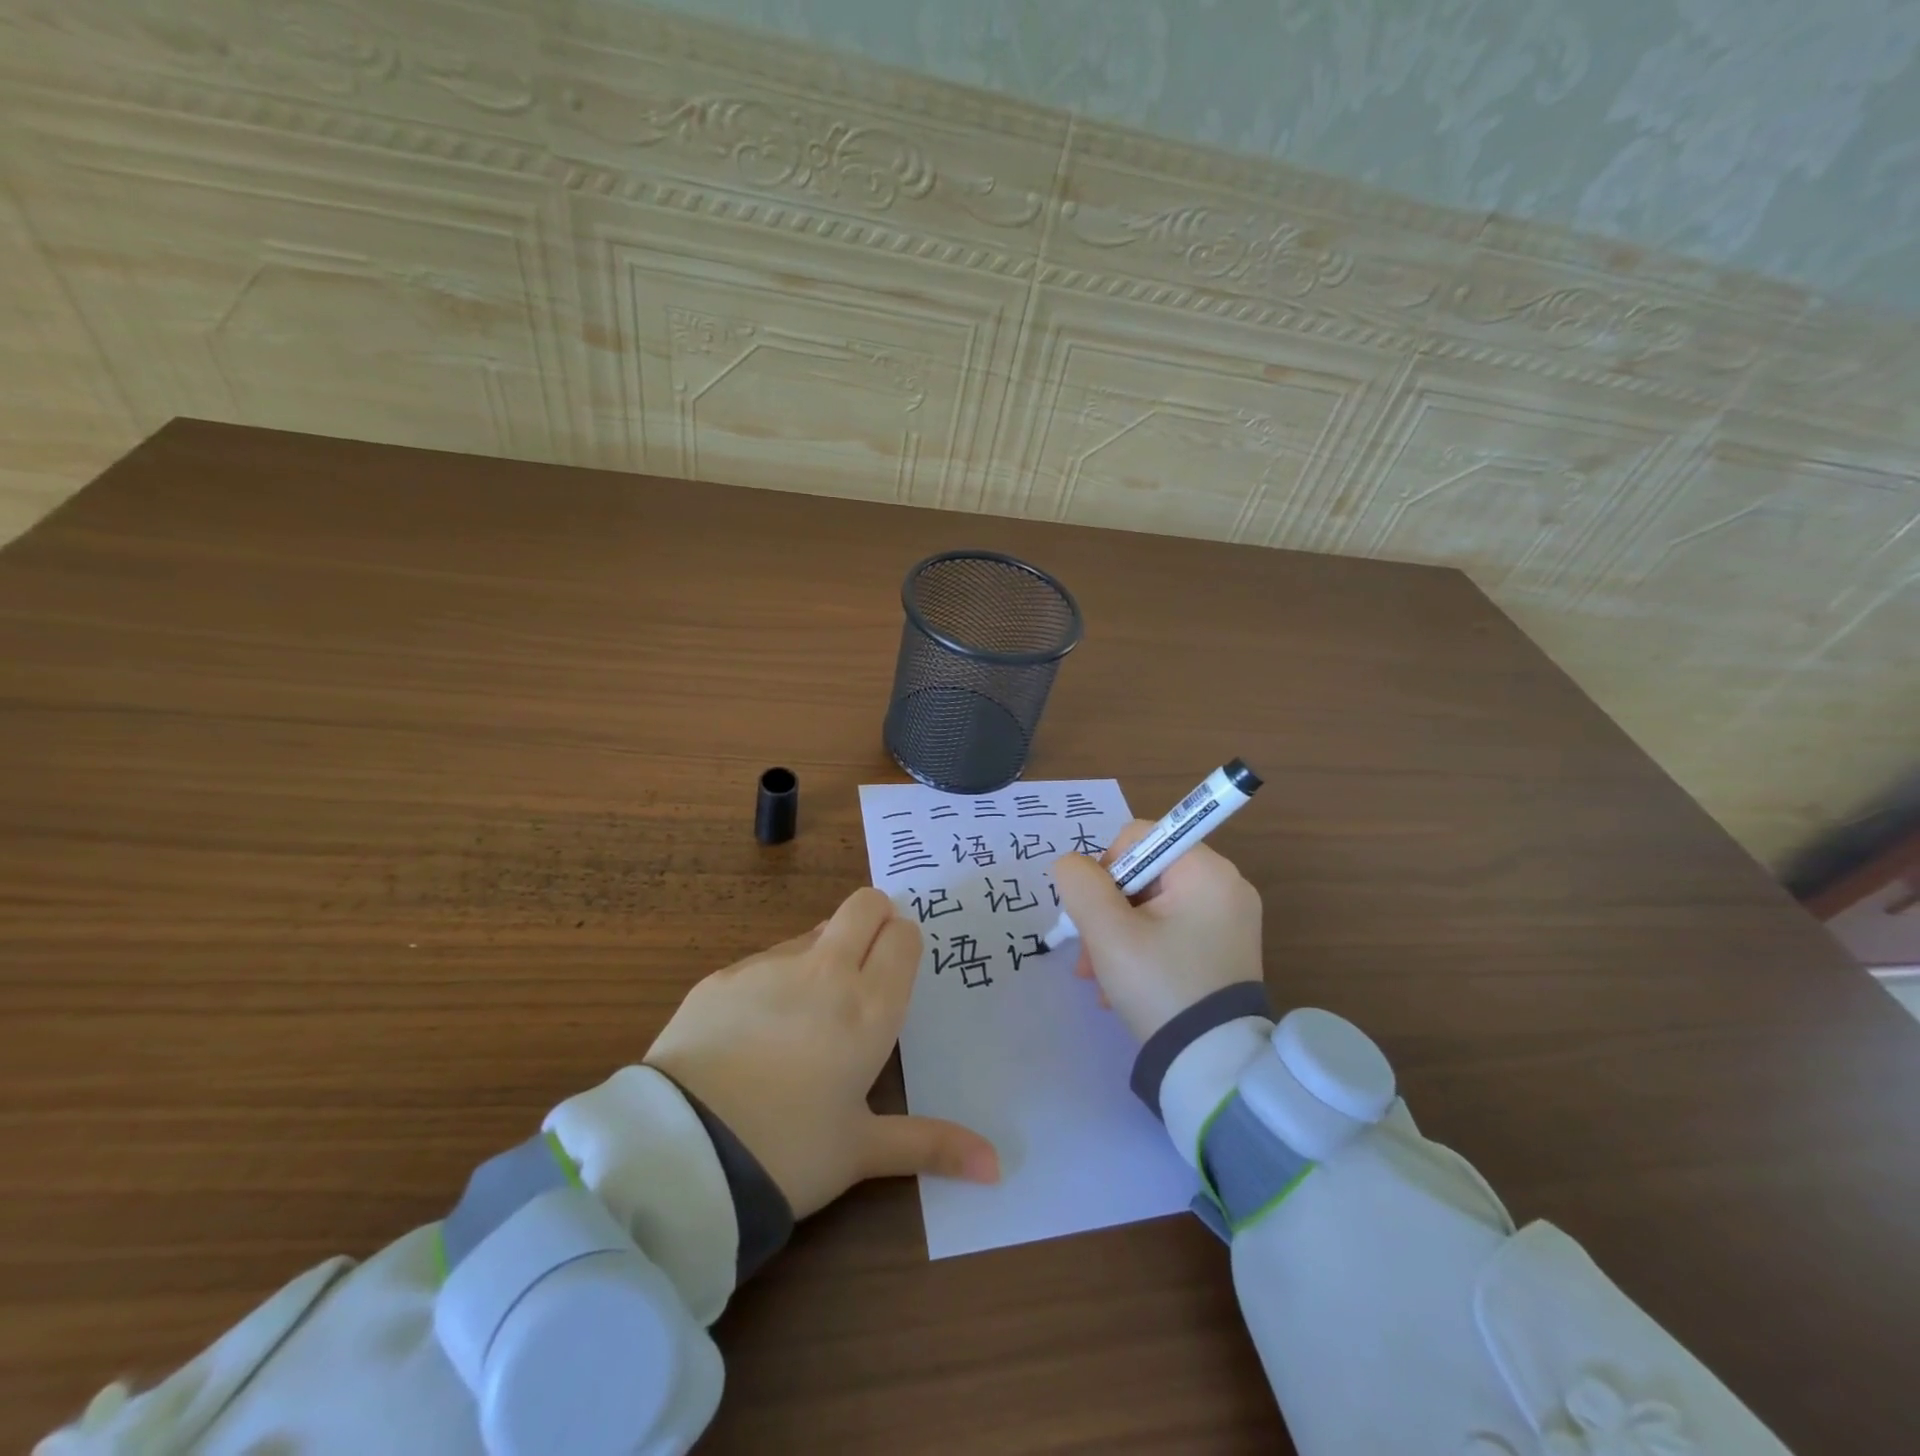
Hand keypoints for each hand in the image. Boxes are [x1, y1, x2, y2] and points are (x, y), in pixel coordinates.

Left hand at [643, 886, 998, 1219]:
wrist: (680, 1154)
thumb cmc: (788, 1152)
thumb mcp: (862, 1151)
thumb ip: (931, 1145)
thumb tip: (997, 1166)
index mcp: (869, 1007)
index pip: (903, 935)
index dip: (903, 944)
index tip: (896, 973)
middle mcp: (825, 971)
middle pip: (864, 904)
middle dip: (874, 919)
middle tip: (867, 966)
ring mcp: (769, 966)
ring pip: (814, 931)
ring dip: (824, 953)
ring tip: (808, 1015)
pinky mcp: (722, 975)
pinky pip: (764, 959)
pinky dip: (775, 979)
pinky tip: (755, 1032)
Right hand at [1051, 820, 1263, 1042]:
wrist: (1212, 1067)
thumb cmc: (1159, 986)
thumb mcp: (1107, 932)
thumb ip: (1080, 883)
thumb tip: (1071, 864)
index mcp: (1206, 870)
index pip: (1138, 837)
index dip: (1106, 869)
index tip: (1098, 915)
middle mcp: (1225, 885)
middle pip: (1142, 874)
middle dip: (1107, 912)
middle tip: (1090, 955)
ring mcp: (1228, 919)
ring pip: (1151, 906)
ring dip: (1117, 935)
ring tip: (1099, 979)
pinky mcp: (1224, 948)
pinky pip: (1171, 930)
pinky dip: (1142, 949)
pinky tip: (1121, 987)